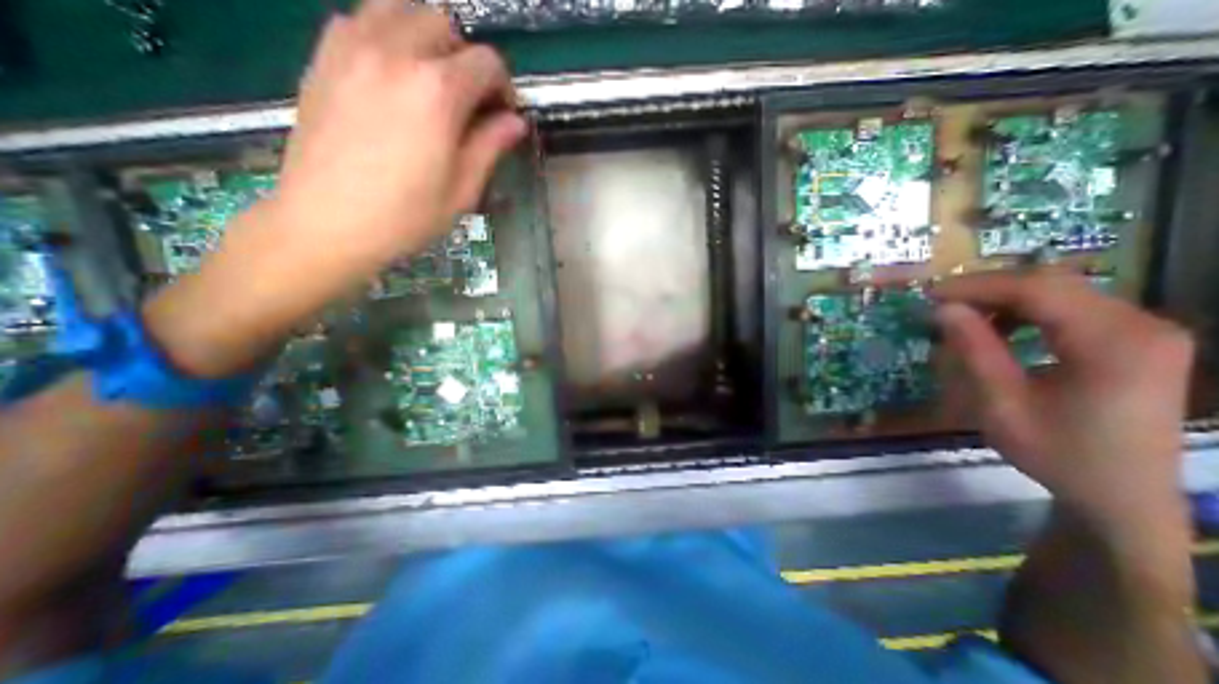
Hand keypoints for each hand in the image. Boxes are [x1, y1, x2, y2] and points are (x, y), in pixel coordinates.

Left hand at [262, 0, 523, 276]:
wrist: (327, 222)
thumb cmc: (406, 215)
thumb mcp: (463, 190)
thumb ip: (491, 146)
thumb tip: (515, 122)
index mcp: (437, 91)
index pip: (486, 63)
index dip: (504, 88)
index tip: (503, 116)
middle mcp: (395, 52)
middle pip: (444, 25)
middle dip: (466, 60)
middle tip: (469, 102)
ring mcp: (352, 46)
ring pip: (399, 8)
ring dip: (426, 38)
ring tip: (432, 82)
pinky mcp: (324, 56)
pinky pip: (361, 19)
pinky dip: (387, 36)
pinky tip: (393, 78)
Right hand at [934, 269, 1191, 525]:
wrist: (1122, 494)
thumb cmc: (1057, 453)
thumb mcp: (1002, 404)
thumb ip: (974, 350)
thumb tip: (943, 309)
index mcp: (1115, 343)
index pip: (1037, 290)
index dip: (976, 286)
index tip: (928, 296)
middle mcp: (1142, 325)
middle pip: (1051, 284)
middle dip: (986, 289)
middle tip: (939, 304)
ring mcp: (1145, 331)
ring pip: (1060, 292)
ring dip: (1003, 300)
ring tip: (962, 317)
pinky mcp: (1136, 340)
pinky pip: (1072, 308)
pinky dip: (1026, 312)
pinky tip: (1000, 330)